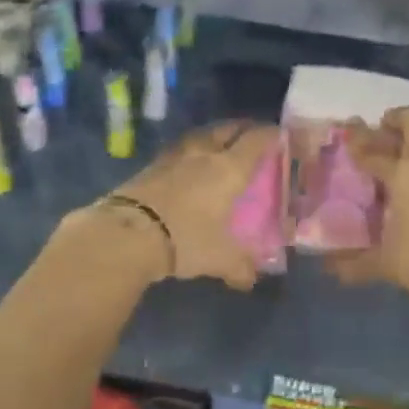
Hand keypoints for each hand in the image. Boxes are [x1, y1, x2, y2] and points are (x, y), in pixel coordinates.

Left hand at [105, 121, 279, 289]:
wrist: (127, 233)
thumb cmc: (185, 239)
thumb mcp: (219, 259)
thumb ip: (240, 267)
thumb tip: (250, 279)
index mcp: (229, 169)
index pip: (257, 140)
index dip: (271, 135)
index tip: (281, 137)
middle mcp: (204, 154)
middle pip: (228, 129)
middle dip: (243, 129)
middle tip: (252, 137)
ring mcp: (174, 156)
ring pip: (200, 135)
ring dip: (214, 136)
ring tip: (220, 146)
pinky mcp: (150, 165)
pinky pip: (178, 150)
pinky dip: (190, 152)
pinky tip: (188, 165)